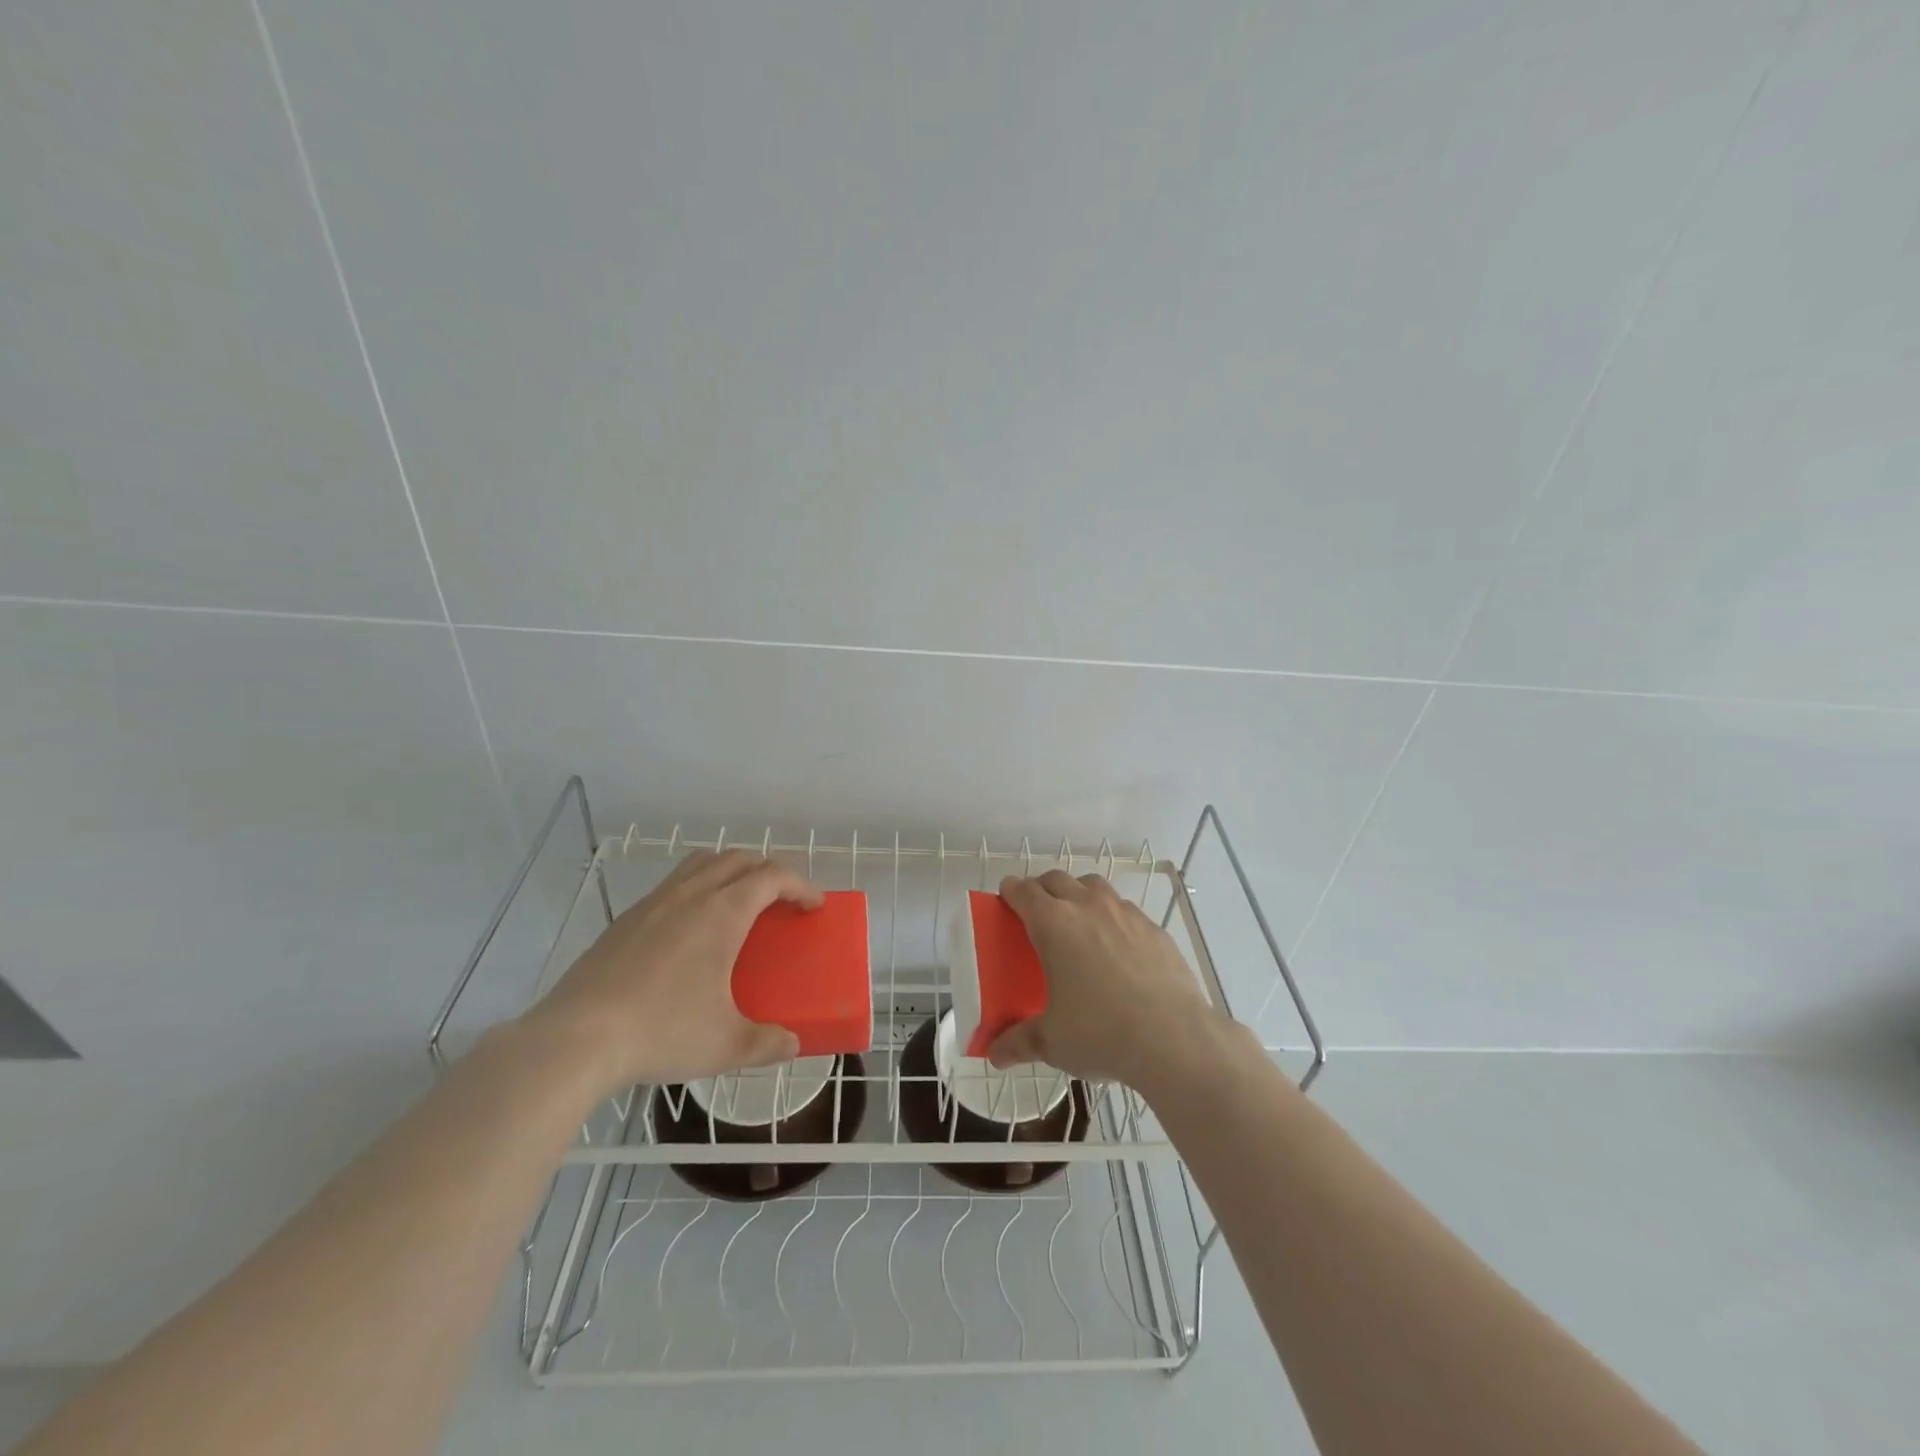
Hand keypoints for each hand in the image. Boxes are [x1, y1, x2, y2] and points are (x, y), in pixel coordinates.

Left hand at [522, 849, 821, 1094]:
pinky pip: (672, 885)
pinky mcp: (625, 919)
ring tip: (738, 904)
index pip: (773, 876)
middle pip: (738, 858)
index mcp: (723, 913)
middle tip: (781, 901)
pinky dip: (696, 889)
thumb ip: (767, 1043)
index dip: (801, 885)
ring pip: (701, 863)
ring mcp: (653, 903)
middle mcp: (691, 895)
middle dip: (768, 871)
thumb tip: (791, 1044)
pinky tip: (689, 932)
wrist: (575, 1039)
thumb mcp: (726, 1046)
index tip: (814, 905)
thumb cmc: (661, 1033)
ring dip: (730, 871)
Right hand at [987, 870, 1222, 1090]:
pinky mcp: (1154, 929)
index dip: (1010, 891)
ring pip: (1094, 886)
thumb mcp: (1052, 1041)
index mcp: (1054, 924)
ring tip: (1078, 924)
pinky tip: (1118, 949)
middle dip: (1042, 889)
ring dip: (1079, 895)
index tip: (1006, 898)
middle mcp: (1088, 907)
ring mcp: (1125, 914)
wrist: (1173, 1038)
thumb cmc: (1101, 1033)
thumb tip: (996, 1054)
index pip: (1024, 891)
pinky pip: (1126, 910)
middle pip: (1057, 880)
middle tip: (1037, 913)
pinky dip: (1113, 918)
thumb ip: (1020, 1042)